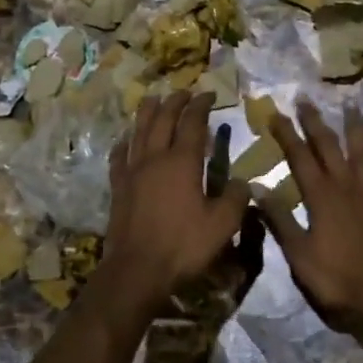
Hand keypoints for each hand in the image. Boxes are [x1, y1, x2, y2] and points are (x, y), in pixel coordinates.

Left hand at [103, 92, 250, 308]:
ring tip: (153, 99)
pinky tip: (125, 139)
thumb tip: (244, 182)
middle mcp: (155, 158)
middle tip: (183, 92)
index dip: (200, 106)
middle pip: (163, 120)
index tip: (208, 94)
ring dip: (147, 113)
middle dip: (174, 102)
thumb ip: (236, 199)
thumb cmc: (183, 246)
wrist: (137, 270)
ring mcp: (133, 172)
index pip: (192, 123)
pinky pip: (119, 156)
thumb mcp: (222, 225)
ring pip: (138, 132)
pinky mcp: (118, 188)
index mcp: (182, 162)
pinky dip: (124, 142)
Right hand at [258, 100, 362, 327]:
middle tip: (306, 100)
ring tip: (351, 108)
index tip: (275, 114)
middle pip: (329, 146)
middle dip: (315, 122)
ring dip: (354, 130)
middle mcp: (345, 186)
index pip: (299, 156)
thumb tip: (257, 187)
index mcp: (320, 195)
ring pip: (361, 153)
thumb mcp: (298, 253)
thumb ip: (279, 219)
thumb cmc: (336, 277)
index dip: (286, 133)